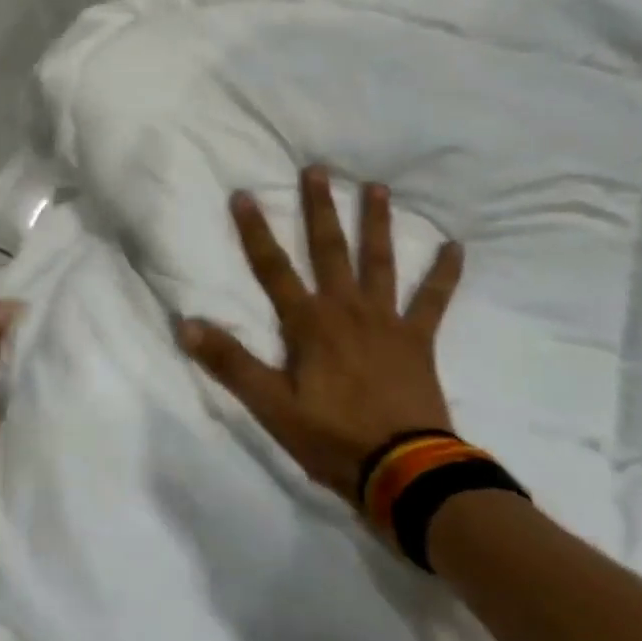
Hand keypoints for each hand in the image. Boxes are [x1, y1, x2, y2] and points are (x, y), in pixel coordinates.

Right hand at [176, 166, 463, 508]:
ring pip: (380, 262)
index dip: (256, 232)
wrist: (404, 471)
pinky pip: (433, 300)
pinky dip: (444, 274)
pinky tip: (455, 246)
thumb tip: (186, 325)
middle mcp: (346, 309)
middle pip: (329, 250)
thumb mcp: (271, 405)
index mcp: (309, 323)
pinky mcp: (418, 340)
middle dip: (320, 209)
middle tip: (317, 169)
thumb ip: (230, 363)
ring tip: (376, 187)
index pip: (273, 268)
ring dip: (376, 223)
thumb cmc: (331, 437)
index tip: (244, 194)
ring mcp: (386, 321)